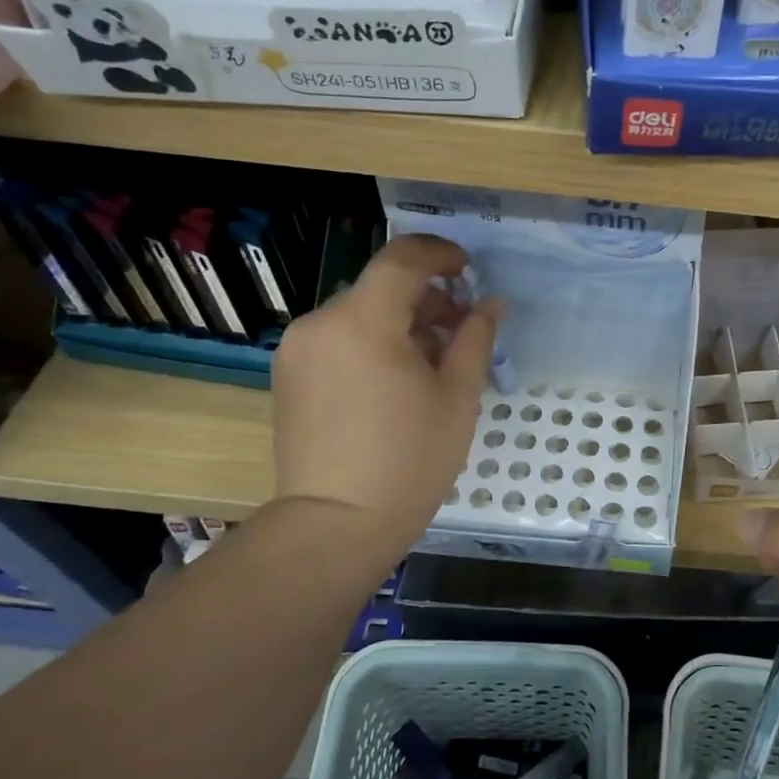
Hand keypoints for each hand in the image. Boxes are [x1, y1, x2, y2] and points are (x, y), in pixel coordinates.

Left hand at [271, 234, 500, 554]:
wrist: (335, 525)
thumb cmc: (409, 461)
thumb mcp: (457, 397)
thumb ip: (474, 338)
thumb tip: (490, 303)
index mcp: (364, 321)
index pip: (402, 258)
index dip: (440, 253)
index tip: (467, 269)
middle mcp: (320, 322)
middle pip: (380, 287)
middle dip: (425, 298)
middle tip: (461, 331)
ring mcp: (297, 349)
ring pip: (358, 314)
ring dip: (398, 323)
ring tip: (430, 364)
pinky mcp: (287, 375)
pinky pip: (337, 339)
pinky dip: (370, 343)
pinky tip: (393, 382)